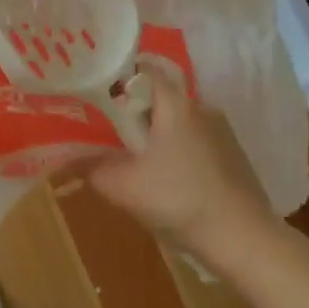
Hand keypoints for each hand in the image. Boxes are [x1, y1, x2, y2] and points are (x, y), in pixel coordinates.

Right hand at [88, 70, 275, 265]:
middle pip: (159, 97)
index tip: (96, 93)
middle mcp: (201, 107)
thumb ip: (92, 169)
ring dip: (156, 135)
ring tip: (134, 159)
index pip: (144, 70)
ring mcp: (222, 131)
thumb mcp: (124, 187)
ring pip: (178, 122)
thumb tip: (66, 160)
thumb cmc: (179, 200)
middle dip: (133, 112)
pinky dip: (177, 151)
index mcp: (175, 104)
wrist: (242, 237)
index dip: (118, 77)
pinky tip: (167, 179)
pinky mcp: (233, 155)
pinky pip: (195, 141)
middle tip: (107, 132)